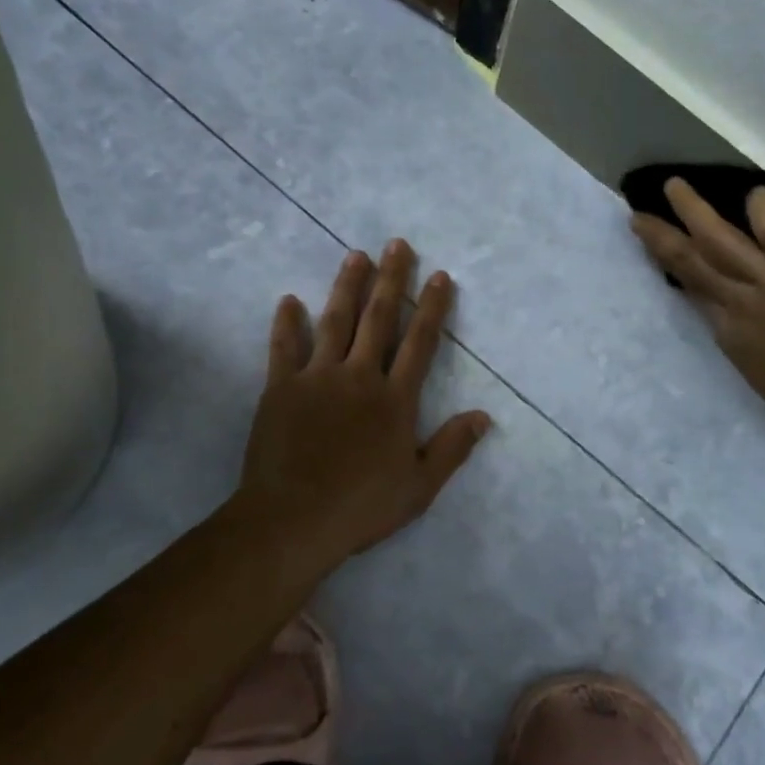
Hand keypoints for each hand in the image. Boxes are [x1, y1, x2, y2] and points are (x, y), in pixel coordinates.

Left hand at [234, 239, 491, 569]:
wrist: (292, 520)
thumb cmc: (361, 507)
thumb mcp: (420, 486)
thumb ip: (452, 448)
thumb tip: (484, 416)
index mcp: (394, 400)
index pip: (420, 343)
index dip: (432, 308)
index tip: (440, 277)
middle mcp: (359, 377)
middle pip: (378, 319)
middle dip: (391, 279)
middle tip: (397, 244)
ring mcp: (317, 378)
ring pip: (335, 321)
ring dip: (347, 286)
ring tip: (356, 255)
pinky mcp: (280, 388)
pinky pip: (284, 347)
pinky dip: (286, 323)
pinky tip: (289, 300)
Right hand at [630, 179, 764, 452]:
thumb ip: (755, 345)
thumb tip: (746, 326)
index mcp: (732, 337)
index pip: (697, 294)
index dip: (676, 271)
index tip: (661, 254)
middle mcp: (739, 305)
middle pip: (692, 263)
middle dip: (663, 237)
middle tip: (639, 216)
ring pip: (720, 240)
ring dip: (694, 211)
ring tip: (674, 187)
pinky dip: (763, 208)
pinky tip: (756, 193)